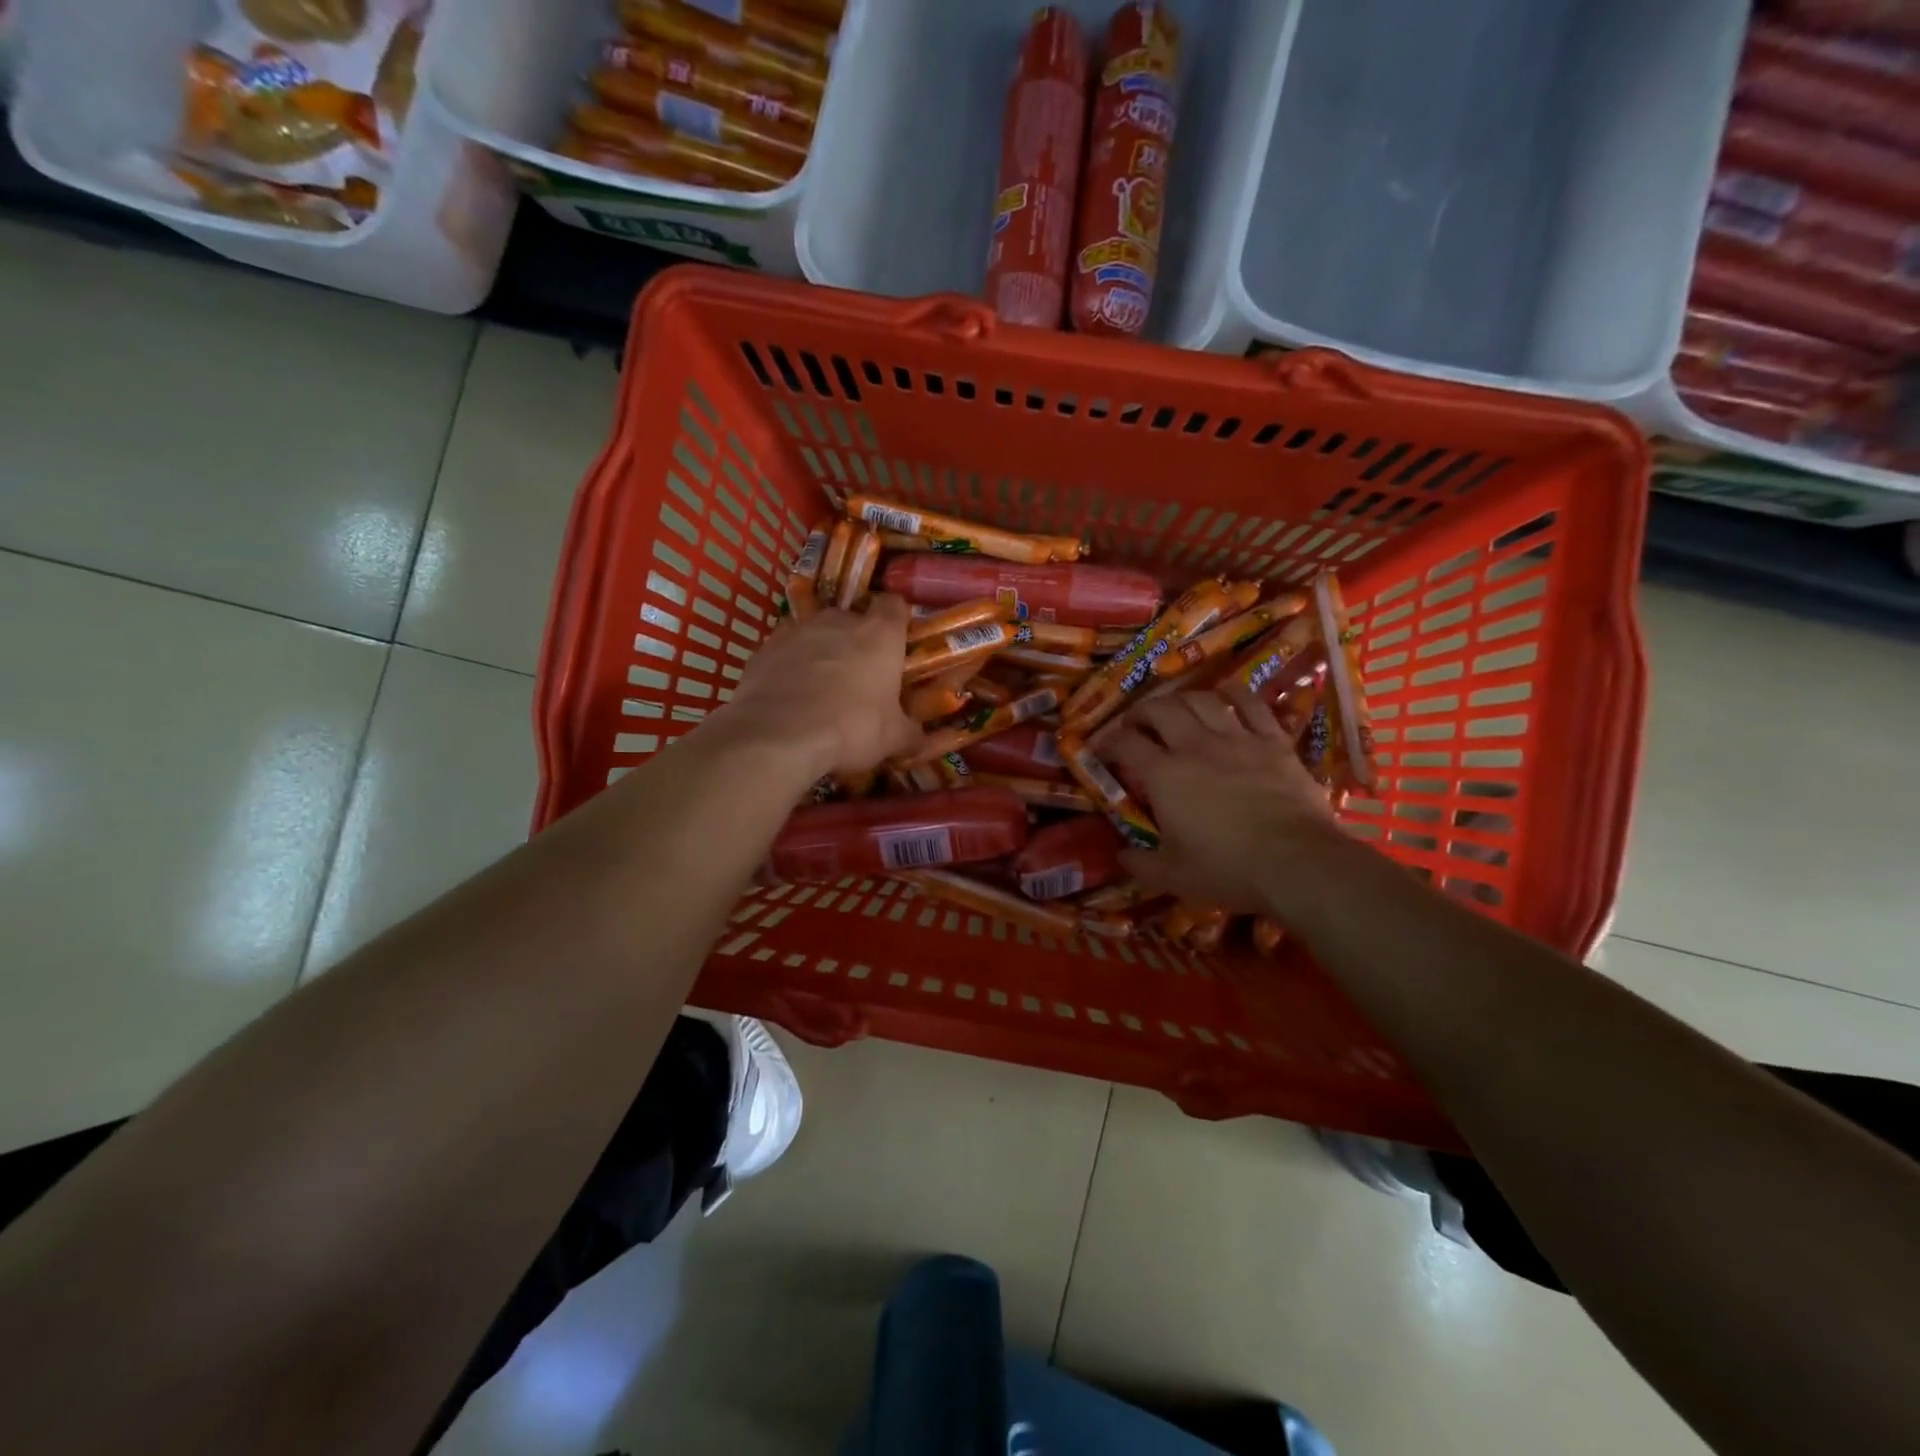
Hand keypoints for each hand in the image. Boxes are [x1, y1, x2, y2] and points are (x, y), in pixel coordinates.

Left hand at [721, 594, 921, 777]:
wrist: (778, 736)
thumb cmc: (851, 728)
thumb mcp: (893, 738)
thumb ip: (910, 731)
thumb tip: (918, 737)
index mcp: (880, 633)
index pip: (893, 605)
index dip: (896, 620)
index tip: (896, 642)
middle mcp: (839, 620)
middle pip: (852, 618)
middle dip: (856, 641)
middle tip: (859, 675)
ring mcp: (797, 630)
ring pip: (816, 633)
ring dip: (821, 651)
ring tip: (821, 687)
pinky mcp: (765, 647)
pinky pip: (785, 650)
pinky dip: (790, 665)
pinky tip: (790, 694)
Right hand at [1103, 688, 1336, 913]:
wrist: (1296, 862)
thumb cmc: (1227, 869)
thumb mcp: (1173, 876)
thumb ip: (1141, 865)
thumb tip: (1121, 856)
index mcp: (1163, 775)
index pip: (1126, 744)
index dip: (1108, 741)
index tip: (1102, 749)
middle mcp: (1194, 746)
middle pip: (1161, 709)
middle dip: (1142, 711)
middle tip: (1137, 723)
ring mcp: (1237, 739)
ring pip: (1202, 700)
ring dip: (1182, 698)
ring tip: (1176, 706)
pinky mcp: (1273, 741)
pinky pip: (1252, 704)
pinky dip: (1236, 693)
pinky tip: (1227, 690)